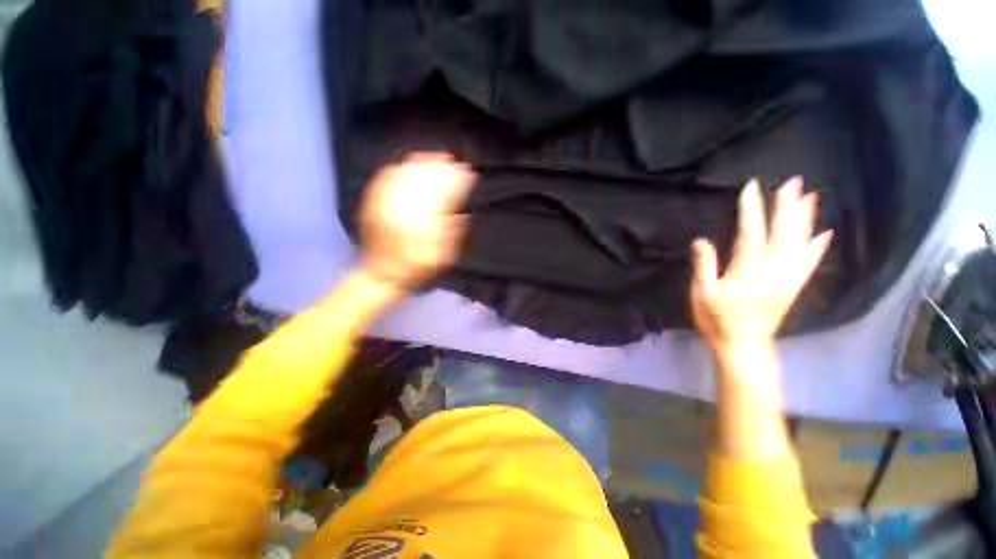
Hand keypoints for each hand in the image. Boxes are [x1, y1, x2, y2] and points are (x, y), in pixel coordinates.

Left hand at [359, 152, 475, 288]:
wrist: (380, 276)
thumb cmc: (413, 271)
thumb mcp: (438, 262)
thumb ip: (452, 239)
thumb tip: (463, 217)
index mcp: (417, 223)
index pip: (439, 194)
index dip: (454, 181)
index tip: (465, 172)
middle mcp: (398, 209)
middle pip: (419, 180)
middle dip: (436, 167)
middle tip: (449, 160)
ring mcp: (381, 206)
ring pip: (400, 177)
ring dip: (417, 164)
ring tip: (431, 157)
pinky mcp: (371, 207)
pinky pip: (382, 182)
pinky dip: (395, 170)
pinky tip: (404, 165)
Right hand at [690, 177, 832, 351]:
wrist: (743, 346)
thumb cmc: (717, 320)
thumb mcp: (702, 295)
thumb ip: (704, 267)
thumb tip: (701, 241)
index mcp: (747, 270)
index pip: (751, 233)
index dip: (752, 209)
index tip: (752, 187)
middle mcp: (773, 270)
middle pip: (783, 233)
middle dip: (787, 206)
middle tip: (792, 183)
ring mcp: (787, 278)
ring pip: (799, 244)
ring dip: (804, 219)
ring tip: (809, 198)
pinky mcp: (793, 287)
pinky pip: (809, 263)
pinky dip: (817, 246)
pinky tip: (823, 234)